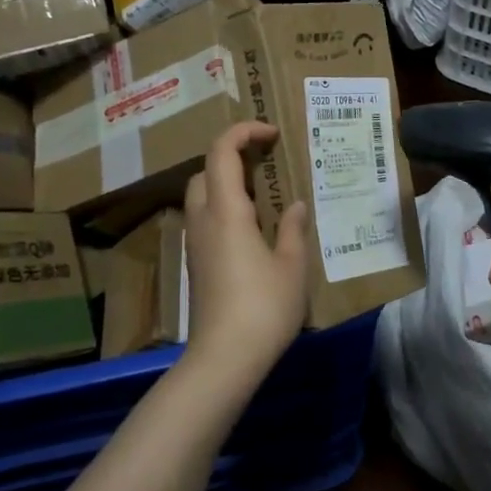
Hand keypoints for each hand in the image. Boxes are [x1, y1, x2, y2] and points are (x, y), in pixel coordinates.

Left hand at [181, 121, 310, 391]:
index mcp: (226, 211)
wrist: (224, 358)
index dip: (243, 132)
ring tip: (263, 195)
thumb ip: (293, 228)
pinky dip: (224, 208)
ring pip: (201, 196)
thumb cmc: (264, 306)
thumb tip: (296, 205)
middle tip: (266, 163)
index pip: (222, 151)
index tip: (272, 134)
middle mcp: (203, 220)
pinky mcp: (196, 264)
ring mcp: (195, 243)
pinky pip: (205, 220)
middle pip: (205, 171)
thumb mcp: (292, 265)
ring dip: (226, 183)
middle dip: (232, 157)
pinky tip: (252, 229)